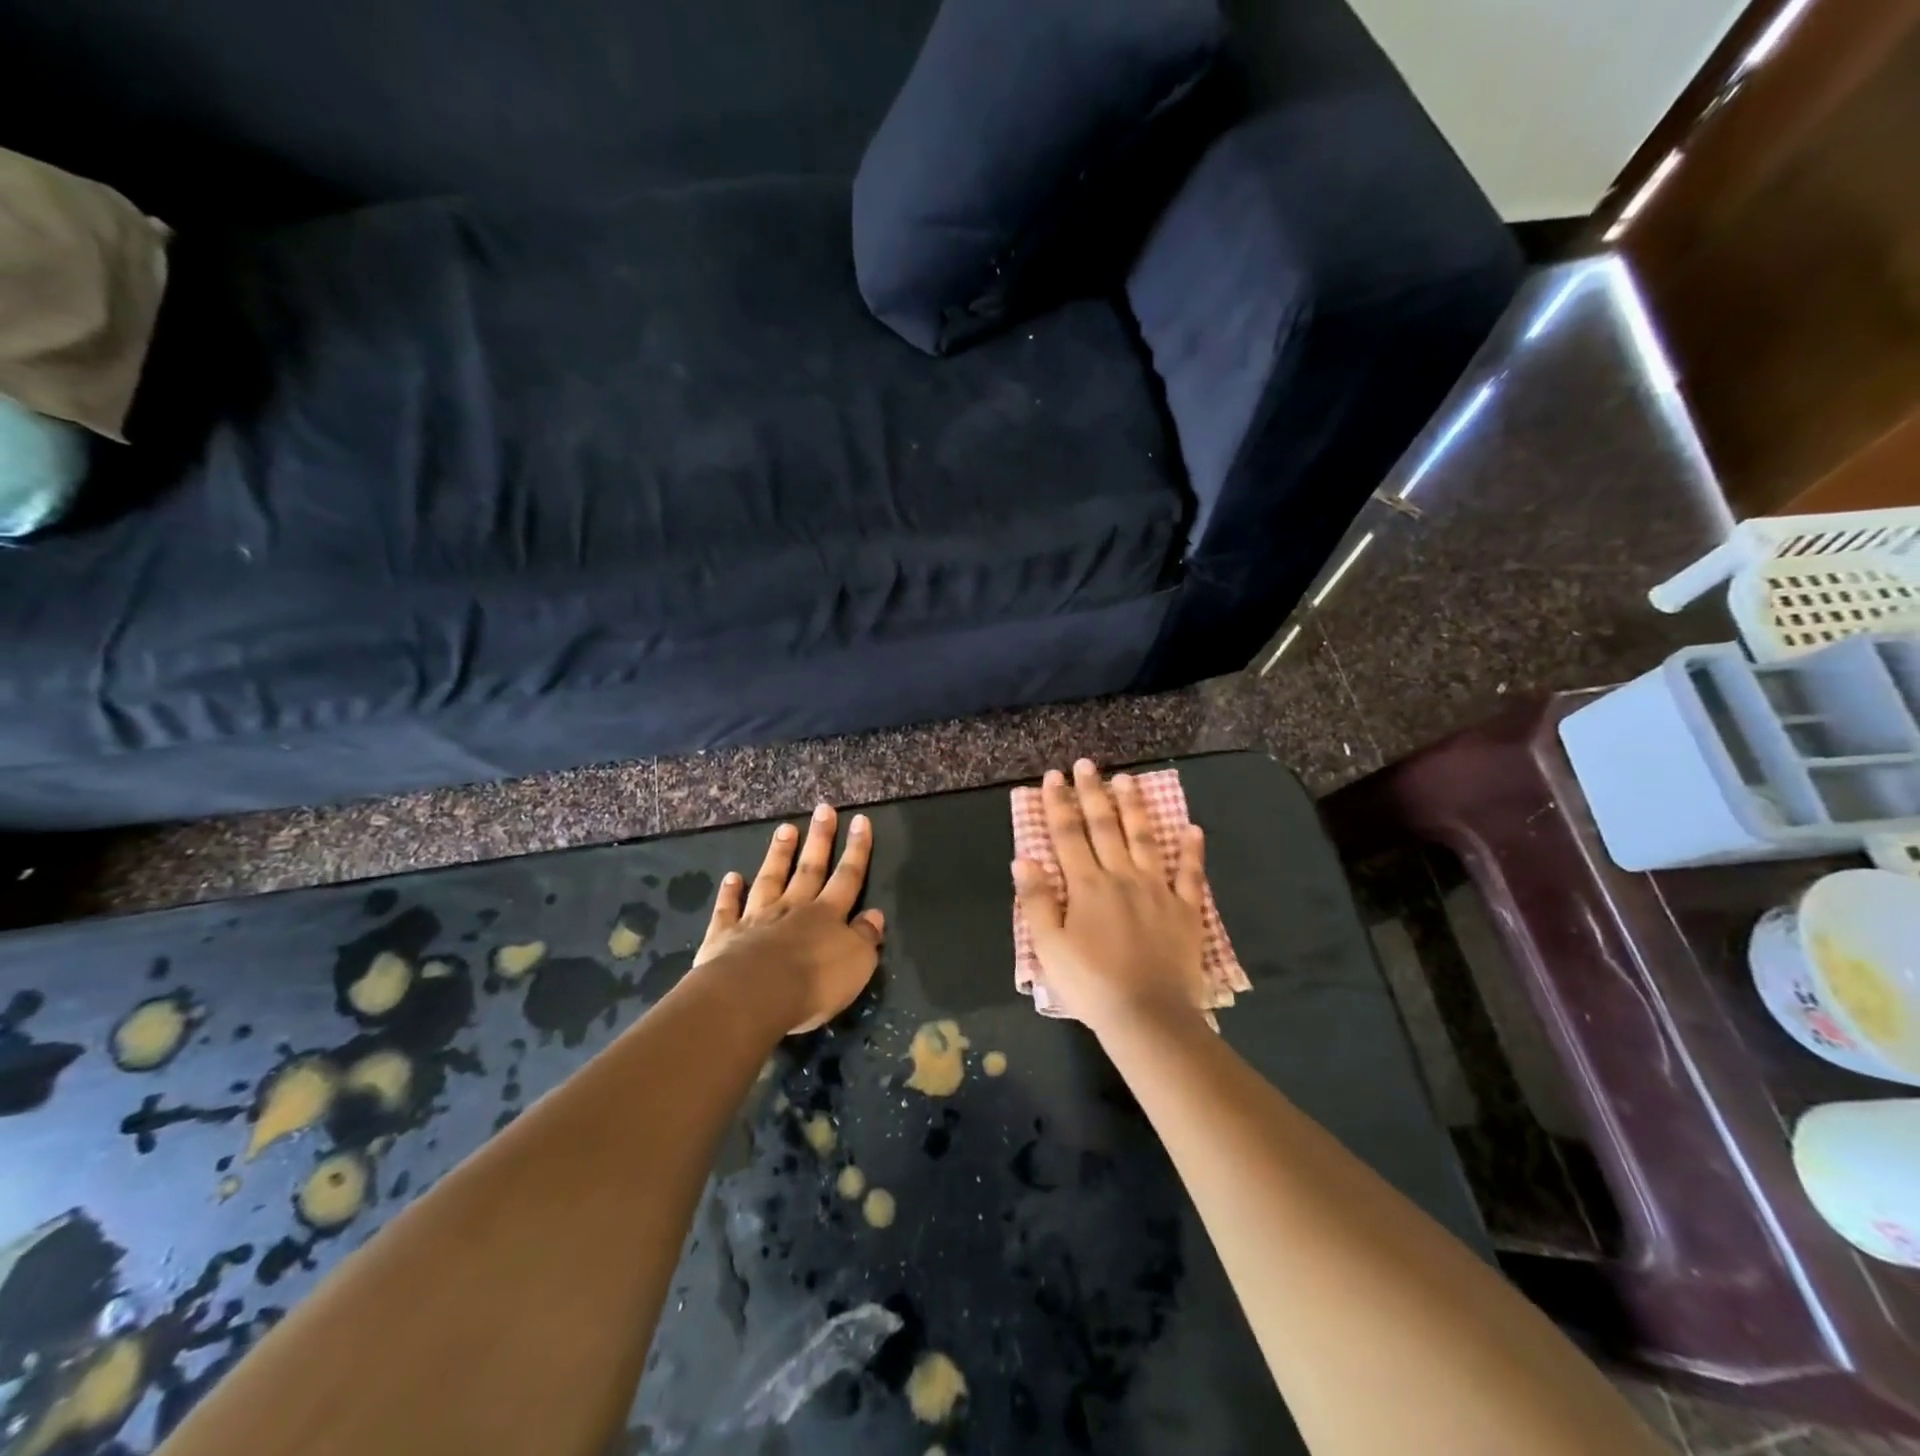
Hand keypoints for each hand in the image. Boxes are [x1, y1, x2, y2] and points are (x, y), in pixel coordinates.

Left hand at [695, 804, 885, 1033]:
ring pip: (770, 879)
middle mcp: (793, 909)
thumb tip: (875, 914)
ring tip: (785, 829)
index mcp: (827, 916)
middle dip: (819, 839)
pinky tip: (732, 877)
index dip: (857, 849)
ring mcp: (756, 919)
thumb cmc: (813, 983)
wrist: (753, 996)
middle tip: (823, 810)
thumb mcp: (856, 963)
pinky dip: (730, 893)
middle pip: (809, 869)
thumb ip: (866, 937)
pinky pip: (729, 909)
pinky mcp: (724, 937)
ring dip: (779, 855)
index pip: (848, 877)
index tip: (860, 820)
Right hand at [1013, 760, 1207, 1036]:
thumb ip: (1036, 900)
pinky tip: (1192, 829)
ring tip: (1128, 780)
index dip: (1059, 804)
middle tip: (1087, 764)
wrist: (1147, 1015)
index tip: (1053, 776)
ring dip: (1134, 808)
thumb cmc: (1091, 984)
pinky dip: (1191, 851)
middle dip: (1093, 793)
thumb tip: (1023, 858)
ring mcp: (1158, 891)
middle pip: (1105, 827)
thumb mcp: (1049, 947)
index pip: (1068, 835)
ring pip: (1145, 839)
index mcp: (1087, 886)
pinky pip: (1190, 875)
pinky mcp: (1185, 910)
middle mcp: (1122, 877)